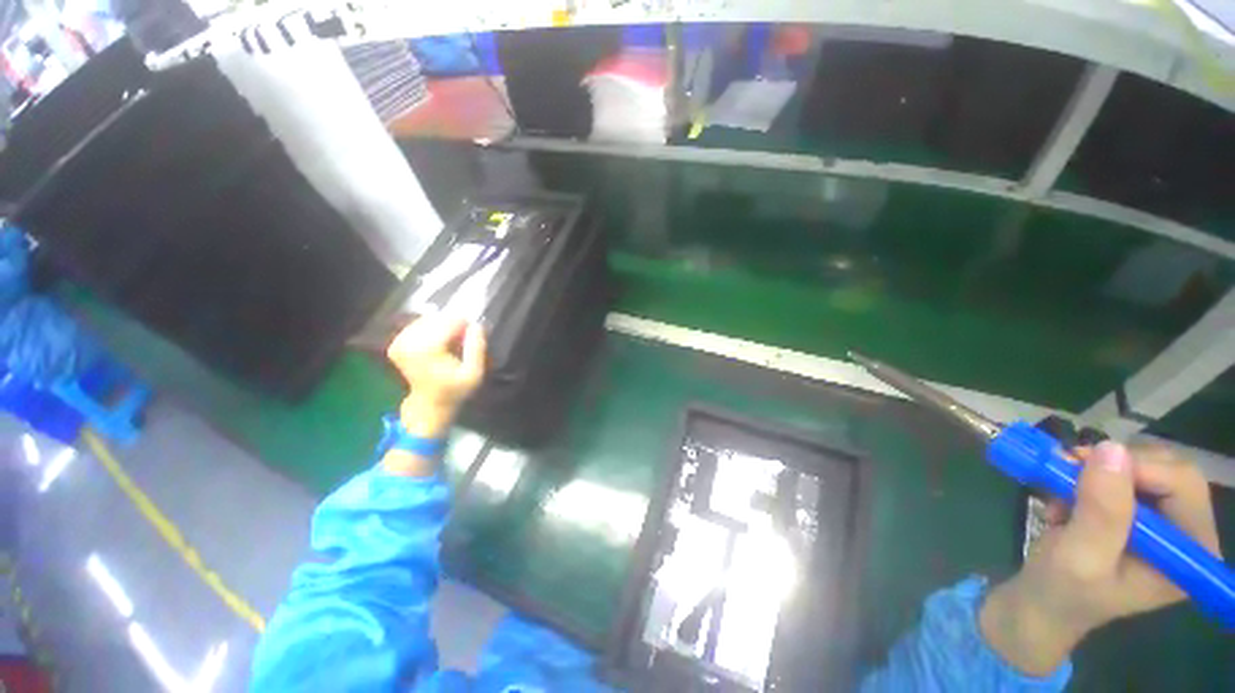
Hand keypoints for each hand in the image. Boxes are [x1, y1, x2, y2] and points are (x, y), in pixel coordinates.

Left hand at [386, 314, 485, 439]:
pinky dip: (430, 330)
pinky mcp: (397, 344)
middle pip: (436, 319)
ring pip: (427, 320)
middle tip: (464, 337)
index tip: (473, 331)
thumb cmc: (455, 389)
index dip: (464, 324)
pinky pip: (417, 326)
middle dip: (452, 324)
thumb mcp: (474, 373)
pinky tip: (438, 342)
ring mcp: (399, 343)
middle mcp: (409, 342)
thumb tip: (477, 325)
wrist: (429, 404)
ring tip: (451, 342)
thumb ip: (476, 348)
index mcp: (427, 349)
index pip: (448, 321)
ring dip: (442, 326)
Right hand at [980, 442, 1221, 675]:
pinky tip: (1066, 495)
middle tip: (1067, 466)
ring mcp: (1162, 523)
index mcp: (1188, 552)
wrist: (1041, 603)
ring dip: (1097, 469)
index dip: (1137, 467)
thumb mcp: (1080, 557)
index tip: (1082, 464)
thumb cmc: (1063, 590)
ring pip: (1143, 465)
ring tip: (1061, 488)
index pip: (1183, 485)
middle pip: (1167, 469)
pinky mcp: (1138, 514)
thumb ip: (1102, 511)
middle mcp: (1185, 533)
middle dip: (1115, 464)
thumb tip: (1110, 449)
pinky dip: (1088, 475)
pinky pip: (1122, 473)